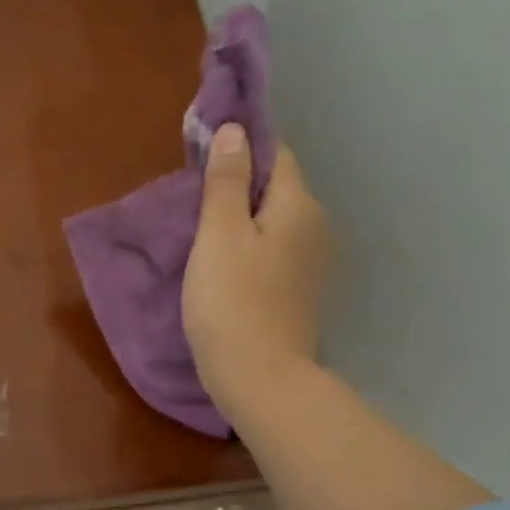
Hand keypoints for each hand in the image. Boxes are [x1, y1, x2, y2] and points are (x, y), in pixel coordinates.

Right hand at [182, 123, 330, 414]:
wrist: (260, 378)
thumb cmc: (232, 302)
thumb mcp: (219, 235)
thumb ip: (226, 181)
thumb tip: (234, 130)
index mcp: (298, 204)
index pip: (275, 153)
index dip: (241, 146)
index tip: (202, 155)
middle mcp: (315, 225)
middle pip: (276, 186)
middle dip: (239, 183)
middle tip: (193, 198)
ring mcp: (311, 261)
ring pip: (274, 220)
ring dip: (242, 217)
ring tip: (203, 232)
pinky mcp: (300, 289)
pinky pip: (274, 248)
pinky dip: (250, 245)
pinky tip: (224, 263)